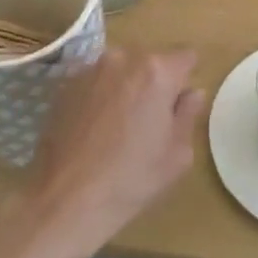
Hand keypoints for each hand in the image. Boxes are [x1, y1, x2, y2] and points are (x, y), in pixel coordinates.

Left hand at [24, 47, 205, 253]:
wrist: (66, 200)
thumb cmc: (131, 179)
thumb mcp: (177, 154)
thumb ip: (189, 114)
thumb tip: (192, 93)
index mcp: (157, 71)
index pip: (186, 57)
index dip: (185, 81)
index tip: (177, 107)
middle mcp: (123, 59)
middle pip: (151, 61)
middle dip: (155, 82)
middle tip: (148, 120)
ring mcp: (90, 70)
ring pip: (122, 69)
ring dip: (126, 86)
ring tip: (118, 125)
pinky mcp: (65, 85)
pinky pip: (96, 81)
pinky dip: (100, 95)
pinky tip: (94, 128)